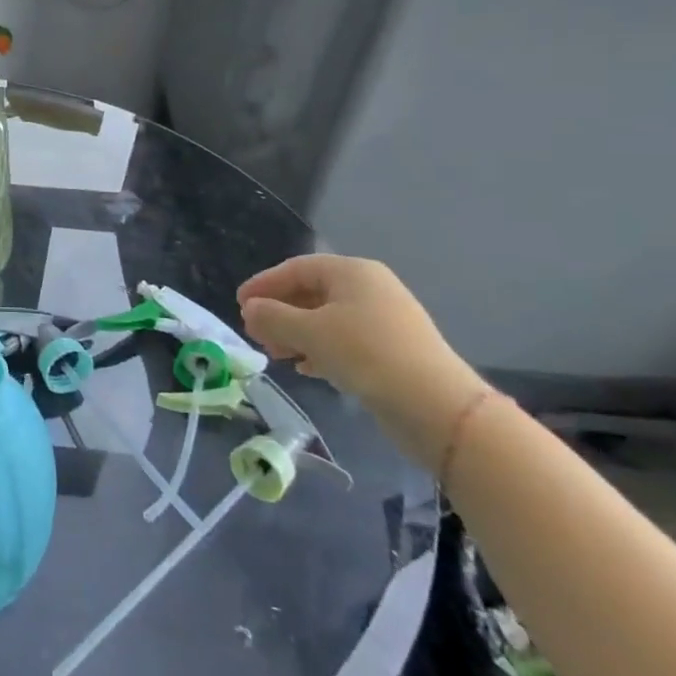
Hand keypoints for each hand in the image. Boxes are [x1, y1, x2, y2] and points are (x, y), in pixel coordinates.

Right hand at [237, 255, 488, 470]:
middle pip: (311, 292)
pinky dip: (319, 350)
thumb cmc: (366, 354)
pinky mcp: (391, 350)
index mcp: (351, 272)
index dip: (264, 284)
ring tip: (275, 354)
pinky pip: (344, 341)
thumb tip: (251, 309)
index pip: (296, 268)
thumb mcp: (310, 332)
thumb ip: (273, 316)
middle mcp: (369, 288)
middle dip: (279, 312)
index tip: (239, 304)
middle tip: (254, 332)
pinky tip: (305, 368)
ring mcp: (383, 320)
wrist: (437, 406)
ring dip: (296, 333)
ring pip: (326, 319)